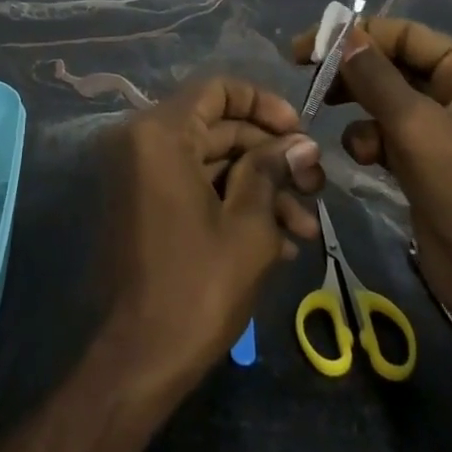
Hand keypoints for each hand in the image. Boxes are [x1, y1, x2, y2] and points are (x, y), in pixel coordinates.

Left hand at [100, 77, 324, 393]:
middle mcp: (142, 143)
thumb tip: (301, 144)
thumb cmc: (196, 287)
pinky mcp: (145, 207)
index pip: (217, 89)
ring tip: (306, 228)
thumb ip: (272, 171)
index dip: (263, 103)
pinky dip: (231, 204)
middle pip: (217, 127)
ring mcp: (141, 176)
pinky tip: (279, 241)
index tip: (299, 132)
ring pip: (210, 163)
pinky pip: (193, 188)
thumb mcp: (248, 227)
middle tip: (315, 185)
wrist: (137, 363)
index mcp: (160, 134)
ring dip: (259, 188)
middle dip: (270, 155)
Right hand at [291, 17, 451, 384]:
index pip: (405, 35)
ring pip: (386, 100)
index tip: (305, 47)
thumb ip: (374, 77)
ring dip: (358, 108)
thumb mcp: (417, 127)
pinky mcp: (430, 162)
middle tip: (307, 78)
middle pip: (393, 65)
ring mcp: (447, 129)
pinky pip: (390, 133)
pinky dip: (371, 139)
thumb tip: (342, 34)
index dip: (355, 35)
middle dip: (352, 73)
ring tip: (327, 114)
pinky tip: (364, 158)